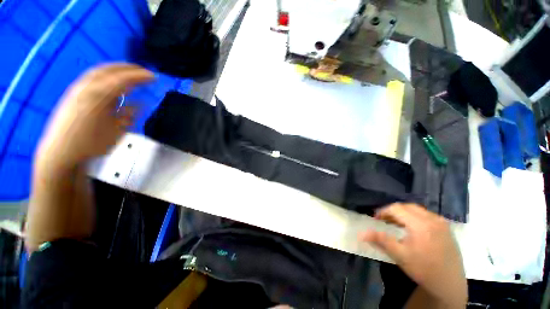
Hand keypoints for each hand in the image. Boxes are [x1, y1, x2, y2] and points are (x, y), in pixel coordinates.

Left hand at [35, 63, 153, 169]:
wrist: (61, 151)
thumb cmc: (92, 144)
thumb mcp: (117, 132)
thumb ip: (128, 115)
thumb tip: (137, 104)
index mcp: (99, 97)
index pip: (122, 80)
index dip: (139, 77)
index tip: (154, 77)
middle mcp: (87, 88)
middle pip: (109, 70)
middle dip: (128, 68)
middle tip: (143, 71)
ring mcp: (78, 89)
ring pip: (99, 71)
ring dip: (116, 69)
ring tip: (129, 72)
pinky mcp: (73, 93)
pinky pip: (92, 77)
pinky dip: (105, 74)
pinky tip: (111, 80)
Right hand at [359, 203, 466, 307]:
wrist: (450, 284)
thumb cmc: (423, 269)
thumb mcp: (399, 255)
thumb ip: (380, 240)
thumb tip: (361, 233)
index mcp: (420, 224)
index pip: (396, 208)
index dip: (383, 211)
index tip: (376, 220)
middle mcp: (432, 219)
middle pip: (407, 206)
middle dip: (393, 211)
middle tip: (385, 221)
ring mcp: (441, 222)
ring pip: (417, 209)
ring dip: (404, 213)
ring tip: (397, 225)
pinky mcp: (446, 228)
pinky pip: (427, 215)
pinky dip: (415, 217)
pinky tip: (413, 229)